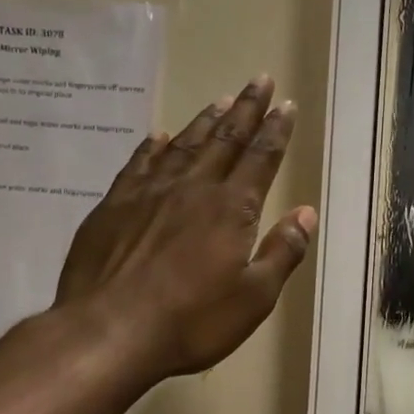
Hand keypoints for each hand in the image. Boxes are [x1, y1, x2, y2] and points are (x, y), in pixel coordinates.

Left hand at [55, 76, 317, 385]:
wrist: (107, 333)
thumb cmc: (191, 321)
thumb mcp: (254, 298)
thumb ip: (283, 251)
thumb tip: (306, 212)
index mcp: (230, 209)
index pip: (260, 158)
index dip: (276, 130)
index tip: (285, 104)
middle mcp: (192, 189)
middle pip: (224, 139)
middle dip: (246, 110)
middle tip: (258, 80)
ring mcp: (148, 194)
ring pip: (184, 145)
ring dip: (205, 121)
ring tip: (221, 100)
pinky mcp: (113, 207)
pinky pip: (139, 164)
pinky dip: (154, 147)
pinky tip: (160, 136)